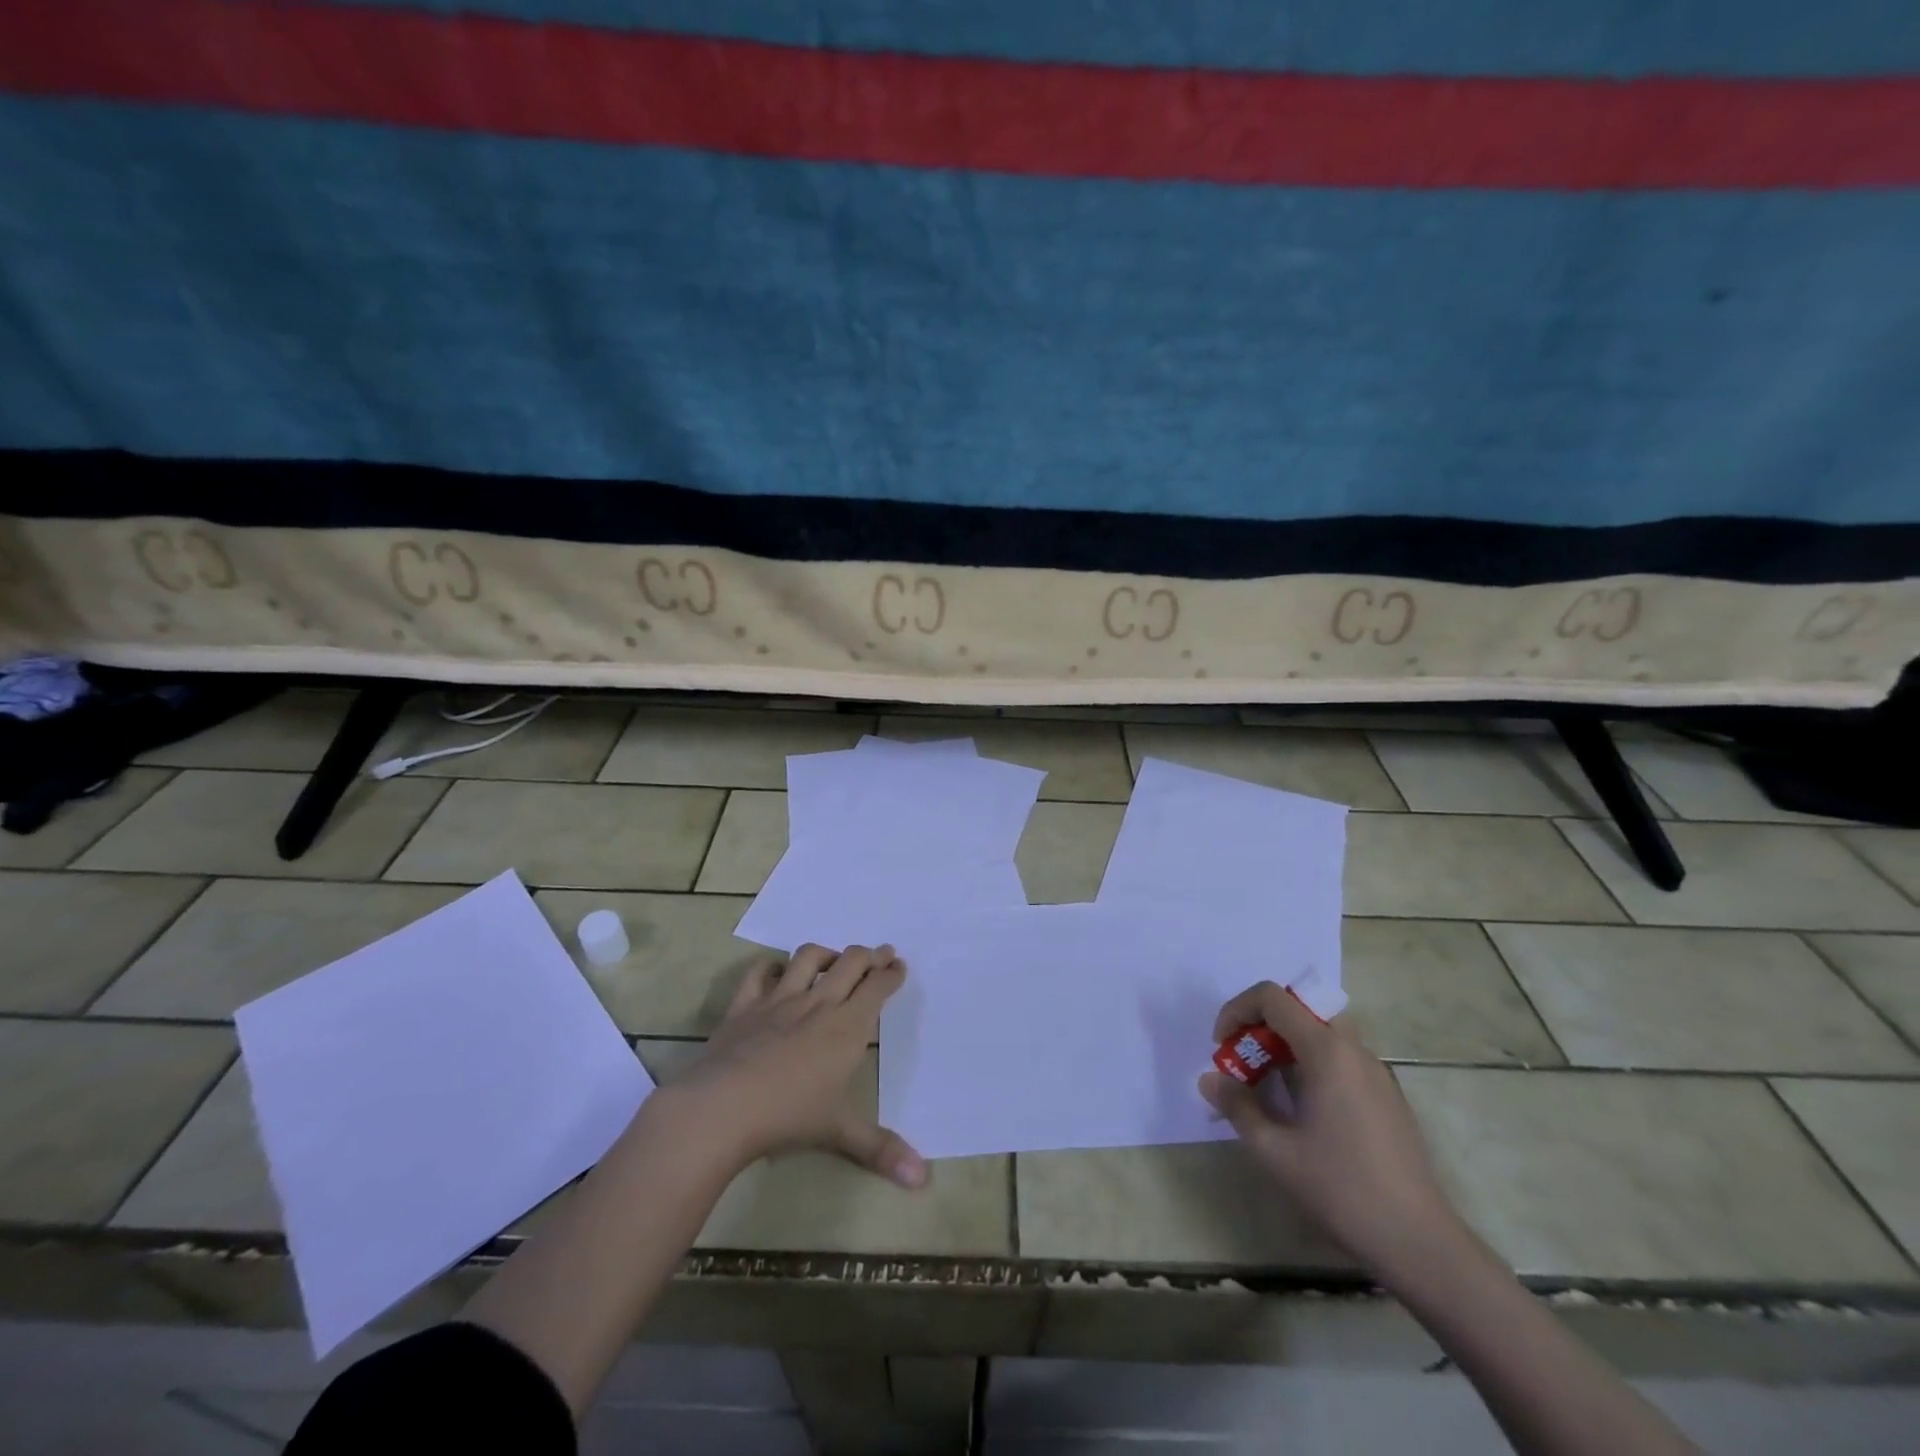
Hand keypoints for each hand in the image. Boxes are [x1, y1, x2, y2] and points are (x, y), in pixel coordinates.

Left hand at [658, 944, 927, 1188]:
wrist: (722, 1107)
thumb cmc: (789, 1117)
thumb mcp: (840, 1133)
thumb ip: (882, 1150)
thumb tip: (923, 1179)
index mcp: (847, 1027)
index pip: (877, 987)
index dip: (891, 973)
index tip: (898, 966)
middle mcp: (818, 1003)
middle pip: (850, 962)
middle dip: (869, 955)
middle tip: (879, 955)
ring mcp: (779, 1000)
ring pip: (809, 958)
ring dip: (826, 954)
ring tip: (833, 959)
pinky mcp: (745, 1005)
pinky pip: (759, 972)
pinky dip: (771, 967)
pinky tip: (777, 972)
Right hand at [1199, 981, 1466, 1280]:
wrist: (1419, 1243)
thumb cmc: (1341, 1189)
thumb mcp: (1274, 1150)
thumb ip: (1237, 1106)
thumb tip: (1210, 1080)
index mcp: (1327, 1051)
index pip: (1273, 997)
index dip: (1237, 1010)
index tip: (1222, 1047)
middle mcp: (1354, 1050)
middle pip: (1299, 1008)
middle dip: (1262, 1024)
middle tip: (1244, 1060)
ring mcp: (1376, 1073)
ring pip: (1322, 1032)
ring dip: (1286, 1044)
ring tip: (1266, 1086)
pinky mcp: (1386, 1097)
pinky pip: (1340, 1058)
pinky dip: (1310, 1063)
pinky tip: (1302, 1110)